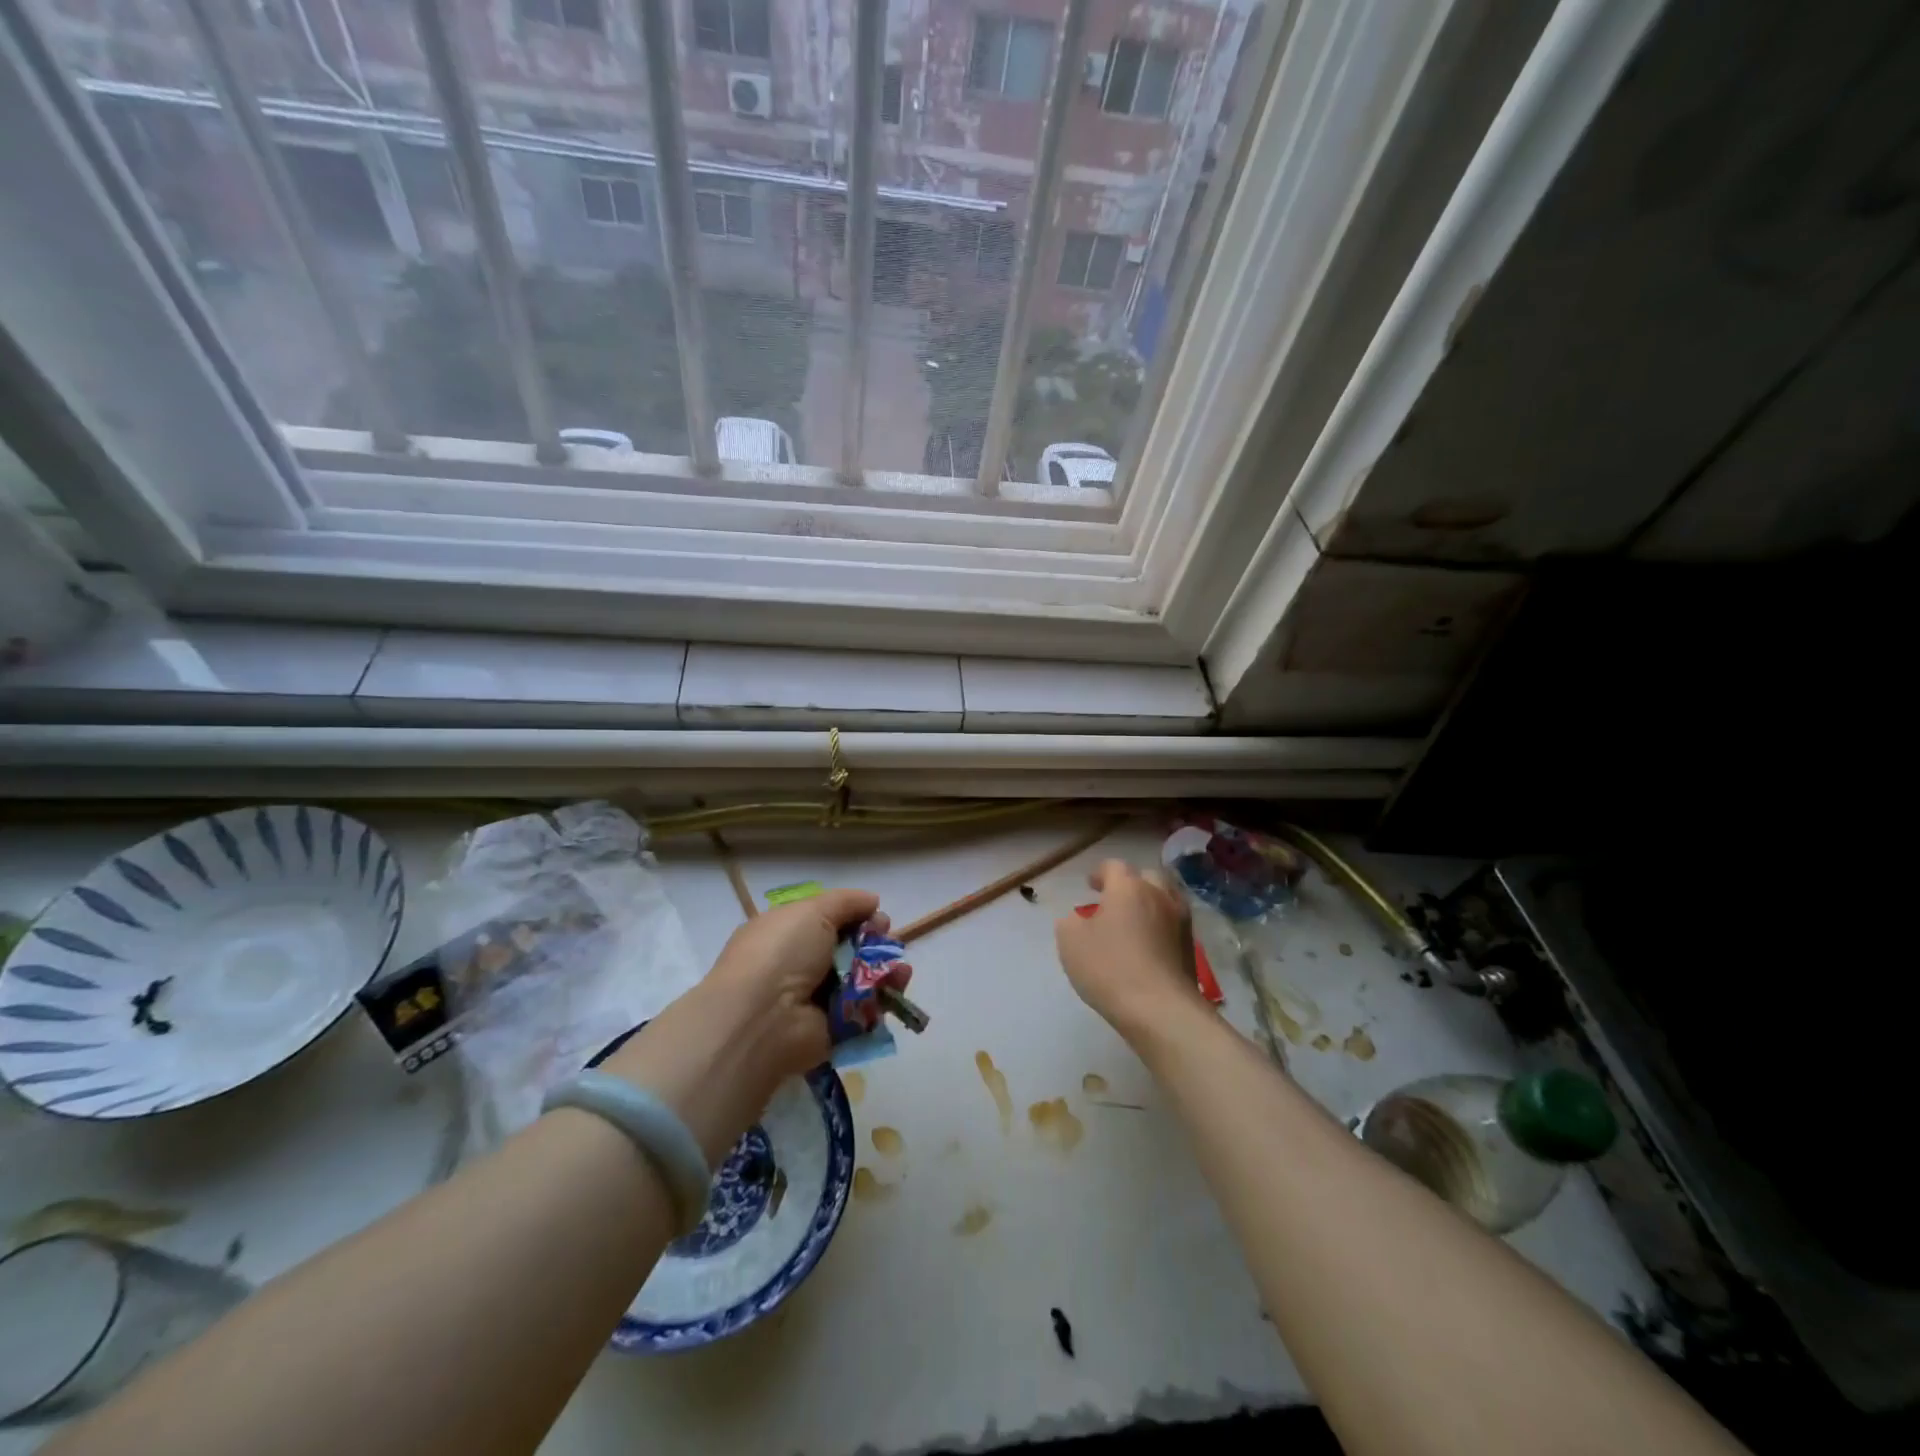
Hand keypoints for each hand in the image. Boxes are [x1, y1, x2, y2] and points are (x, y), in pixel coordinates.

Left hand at [602, 889, 898, 1164]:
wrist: (763, 1019)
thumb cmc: (781, 954)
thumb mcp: (811, 911)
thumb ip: (846, 902)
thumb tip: (872, 900)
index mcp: (787, 933)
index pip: (827, 920)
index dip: (855, 916)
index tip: (875, 916)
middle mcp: (801, 965)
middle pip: (849, 949)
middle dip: (875, 942)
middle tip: (888, 941)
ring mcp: (818, 999)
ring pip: (863, 979)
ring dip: (886, 970)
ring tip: (901, 968)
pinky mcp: (835, 1028)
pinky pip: (867, 1009)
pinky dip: (885, 997)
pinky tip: (898, 986)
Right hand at [1055, 859, 1202, 1038]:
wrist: (1161, 1009)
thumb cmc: (1109, 968)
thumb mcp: (1070, 942)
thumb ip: (1070, 923)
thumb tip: (1078, 920)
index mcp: (1128, 888)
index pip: (1114, 866)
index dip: (1100, 873)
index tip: (1090, 885)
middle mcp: (1159, 896)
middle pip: (1146, 876)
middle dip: (1130, 883)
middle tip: (1114, 899)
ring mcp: (1180, 921)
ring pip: (1166, 898)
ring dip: (1150, 902)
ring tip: (1134, 921)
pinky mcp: (1192, 947)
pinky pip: (1174, 924)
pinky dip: (1161, 926)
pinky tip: (1149, 944)